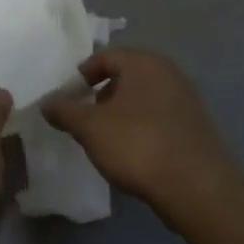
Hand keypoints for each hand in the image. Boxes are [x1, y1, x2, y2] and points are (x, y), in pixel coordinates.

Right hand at [42, 49, 242, 225]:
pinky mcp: (196, 125)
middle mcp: (168, 72)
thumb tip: (47, 102)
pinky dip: (142, 126)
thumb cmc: (137, 145)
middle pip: (126, 75)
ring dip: (122, 112)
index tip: (68, 98)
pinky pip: (160, 116)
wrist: (196, 186)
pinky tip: (134, 152)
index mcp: (144, 62)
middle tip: (85, 119)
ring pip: (144, 97)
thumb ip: (65, 111)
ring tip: (106, 139)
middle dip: (102, 94)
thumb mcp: (90, 128)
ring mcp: (186, 98)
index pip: (105, 57)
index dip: (82, 75)